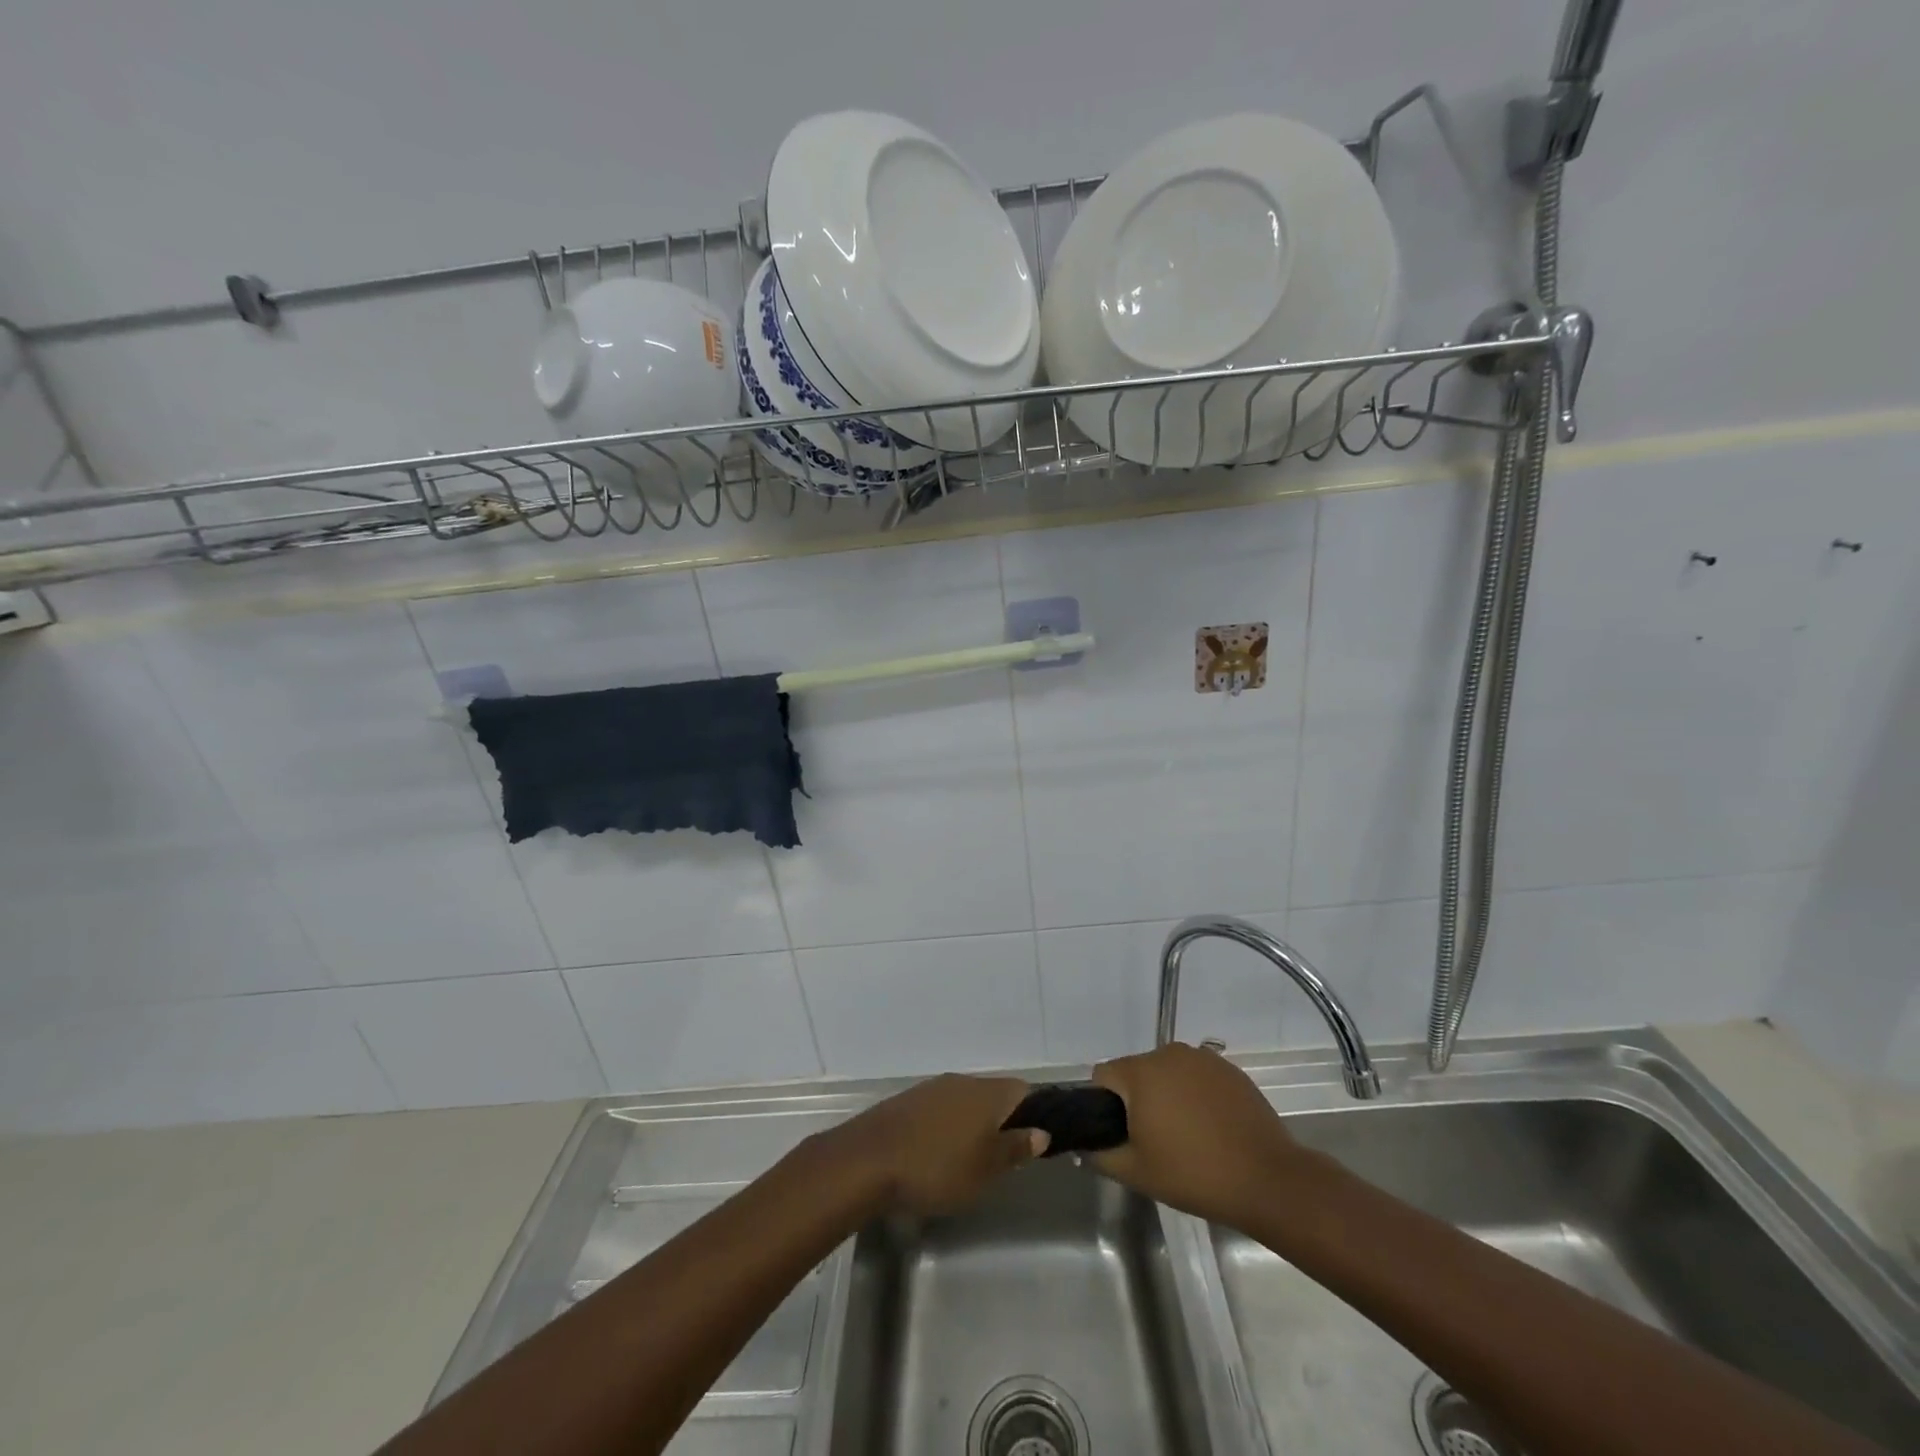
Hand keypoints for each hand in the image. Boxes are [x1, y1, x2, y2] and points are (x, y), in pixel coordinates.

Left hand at [820, 1074, 1047, 1216]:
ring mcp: (933, 1088)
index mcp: (987, 1093)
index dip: (1033, 1113)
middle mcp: (962, 1081)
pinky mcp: (909, 1100)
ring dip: (972, 1124)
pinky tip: (937, 1153)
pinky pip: (941, 1108)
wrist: (868, 1160)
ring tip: (969, 1160)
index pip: (1023, 1090)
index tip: (1031, 1142)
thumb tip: (1042, 1132)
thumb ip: (1015, 1148)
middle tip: (1001, 1159)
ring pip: (966, 1101)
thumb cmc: (936, 1167)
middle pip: (994, 1094)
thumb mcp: (985, 1169)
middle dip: (1001, 1122)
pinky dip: (947, 1126)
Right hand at [1091, 1043, 1308, 1226]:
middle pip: (1136, 1072)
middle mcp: (1168, 1053)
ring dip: (1167, 1095)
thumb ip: (1100, 1155)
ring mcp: (1203, 1058)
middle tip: (1153, 1140)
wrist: (1267, 1180)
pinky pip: (1197, 1077)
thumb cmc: (1194, 1174)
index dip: (1103, 1105)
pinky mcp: (1229, 1069)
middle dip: (1137, 1100)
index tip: (1121, 1134)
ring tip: (1185, 1135)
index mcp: (1140, 1072)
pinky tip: (1211, 1128)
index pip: (1104, 1075)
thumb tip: (1084, 1146)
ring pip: (1167, 1072)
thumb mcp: (1136, 1173)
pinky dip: (1195, 1096)